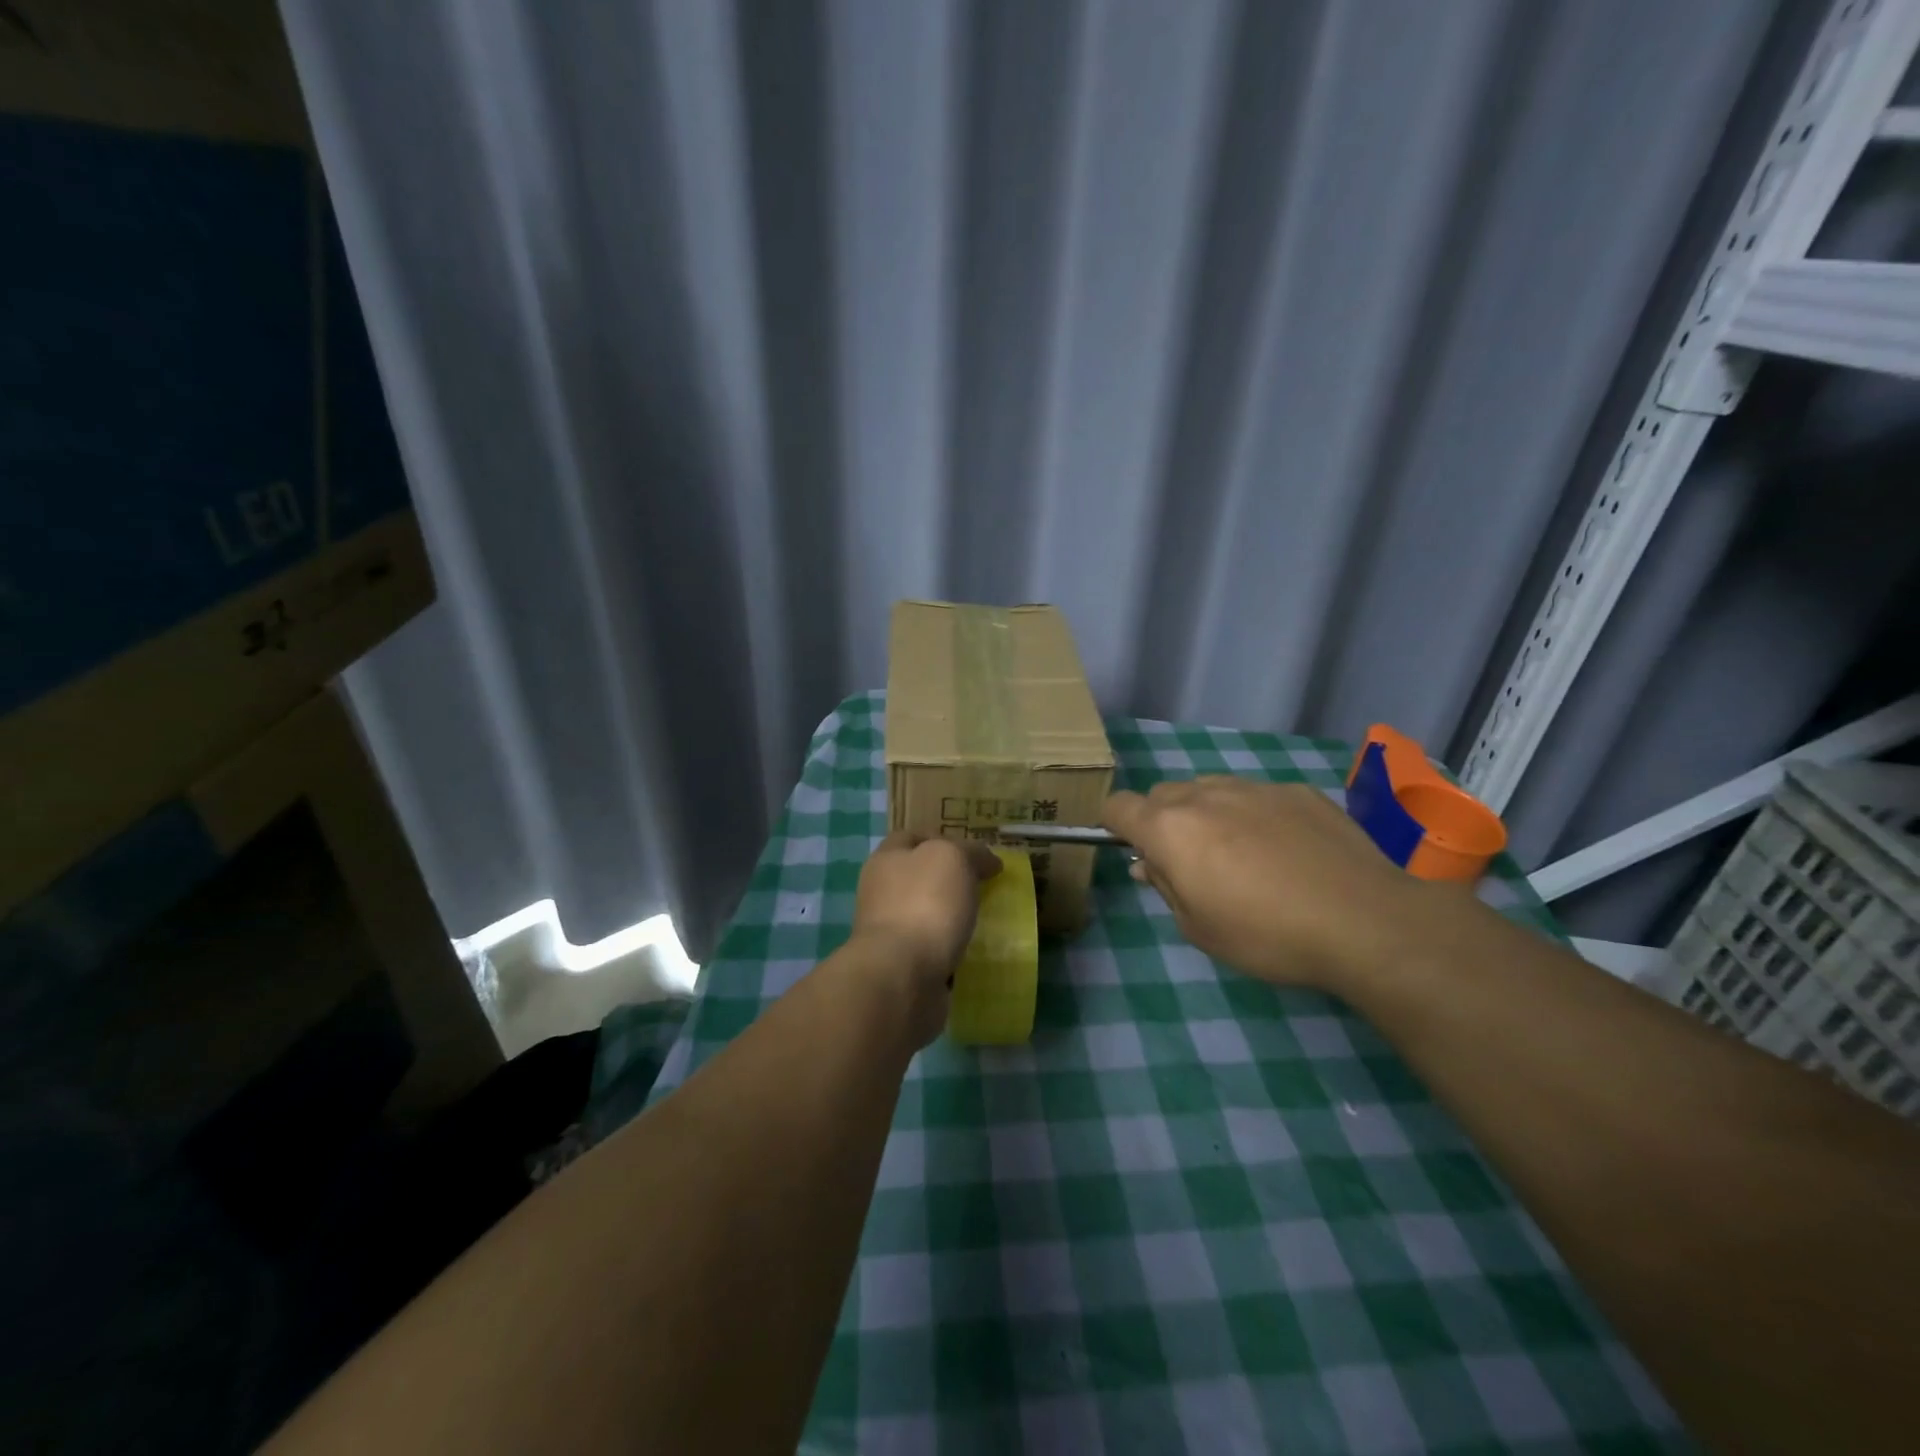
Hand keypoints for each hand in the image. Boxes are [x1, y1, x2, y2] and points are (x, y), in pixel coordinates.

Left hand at [850, 832, 1000, 1044]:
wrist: (902, 975)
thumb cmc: (925, 903)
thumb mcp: (953, 858)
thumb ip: (971, 852)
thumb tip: (988, 861)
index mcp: (886, 859)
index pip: (912, 837)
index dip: (942, 839)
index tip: (975, 853)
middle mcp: (882, 892)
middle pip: (920, 877)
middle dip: (950, 881)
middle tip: (986, 886)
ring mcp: (889, 932)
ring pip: (927, 915)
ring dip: (952, 918)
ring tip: (986, 920)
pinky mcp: (902, 967)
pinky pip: (932, 951)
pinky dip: (951, 951)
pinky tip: (974, 952)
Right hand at [1102, 777, 1426, 993]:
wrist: (1364, 921)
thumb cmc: (1267, 935)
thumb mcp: (1198, 929)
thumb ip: (1165, 887)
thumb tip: (1149, 864)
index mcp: (1170, 828)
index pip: (1117, 806)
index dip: (1114, 825)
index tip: (1130, 850)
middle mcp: (1204, 795)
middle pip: (1162, 795)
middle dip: (1162, 822)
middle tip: (1189, 864)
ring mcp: (1253, 787)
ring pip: (1209, 789)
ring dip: (1206, 814)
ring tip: (1239, 855)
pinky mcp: (1296, 791)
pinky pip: (1256, 795)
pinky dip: (1254, 815)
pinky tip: (1287, 851)